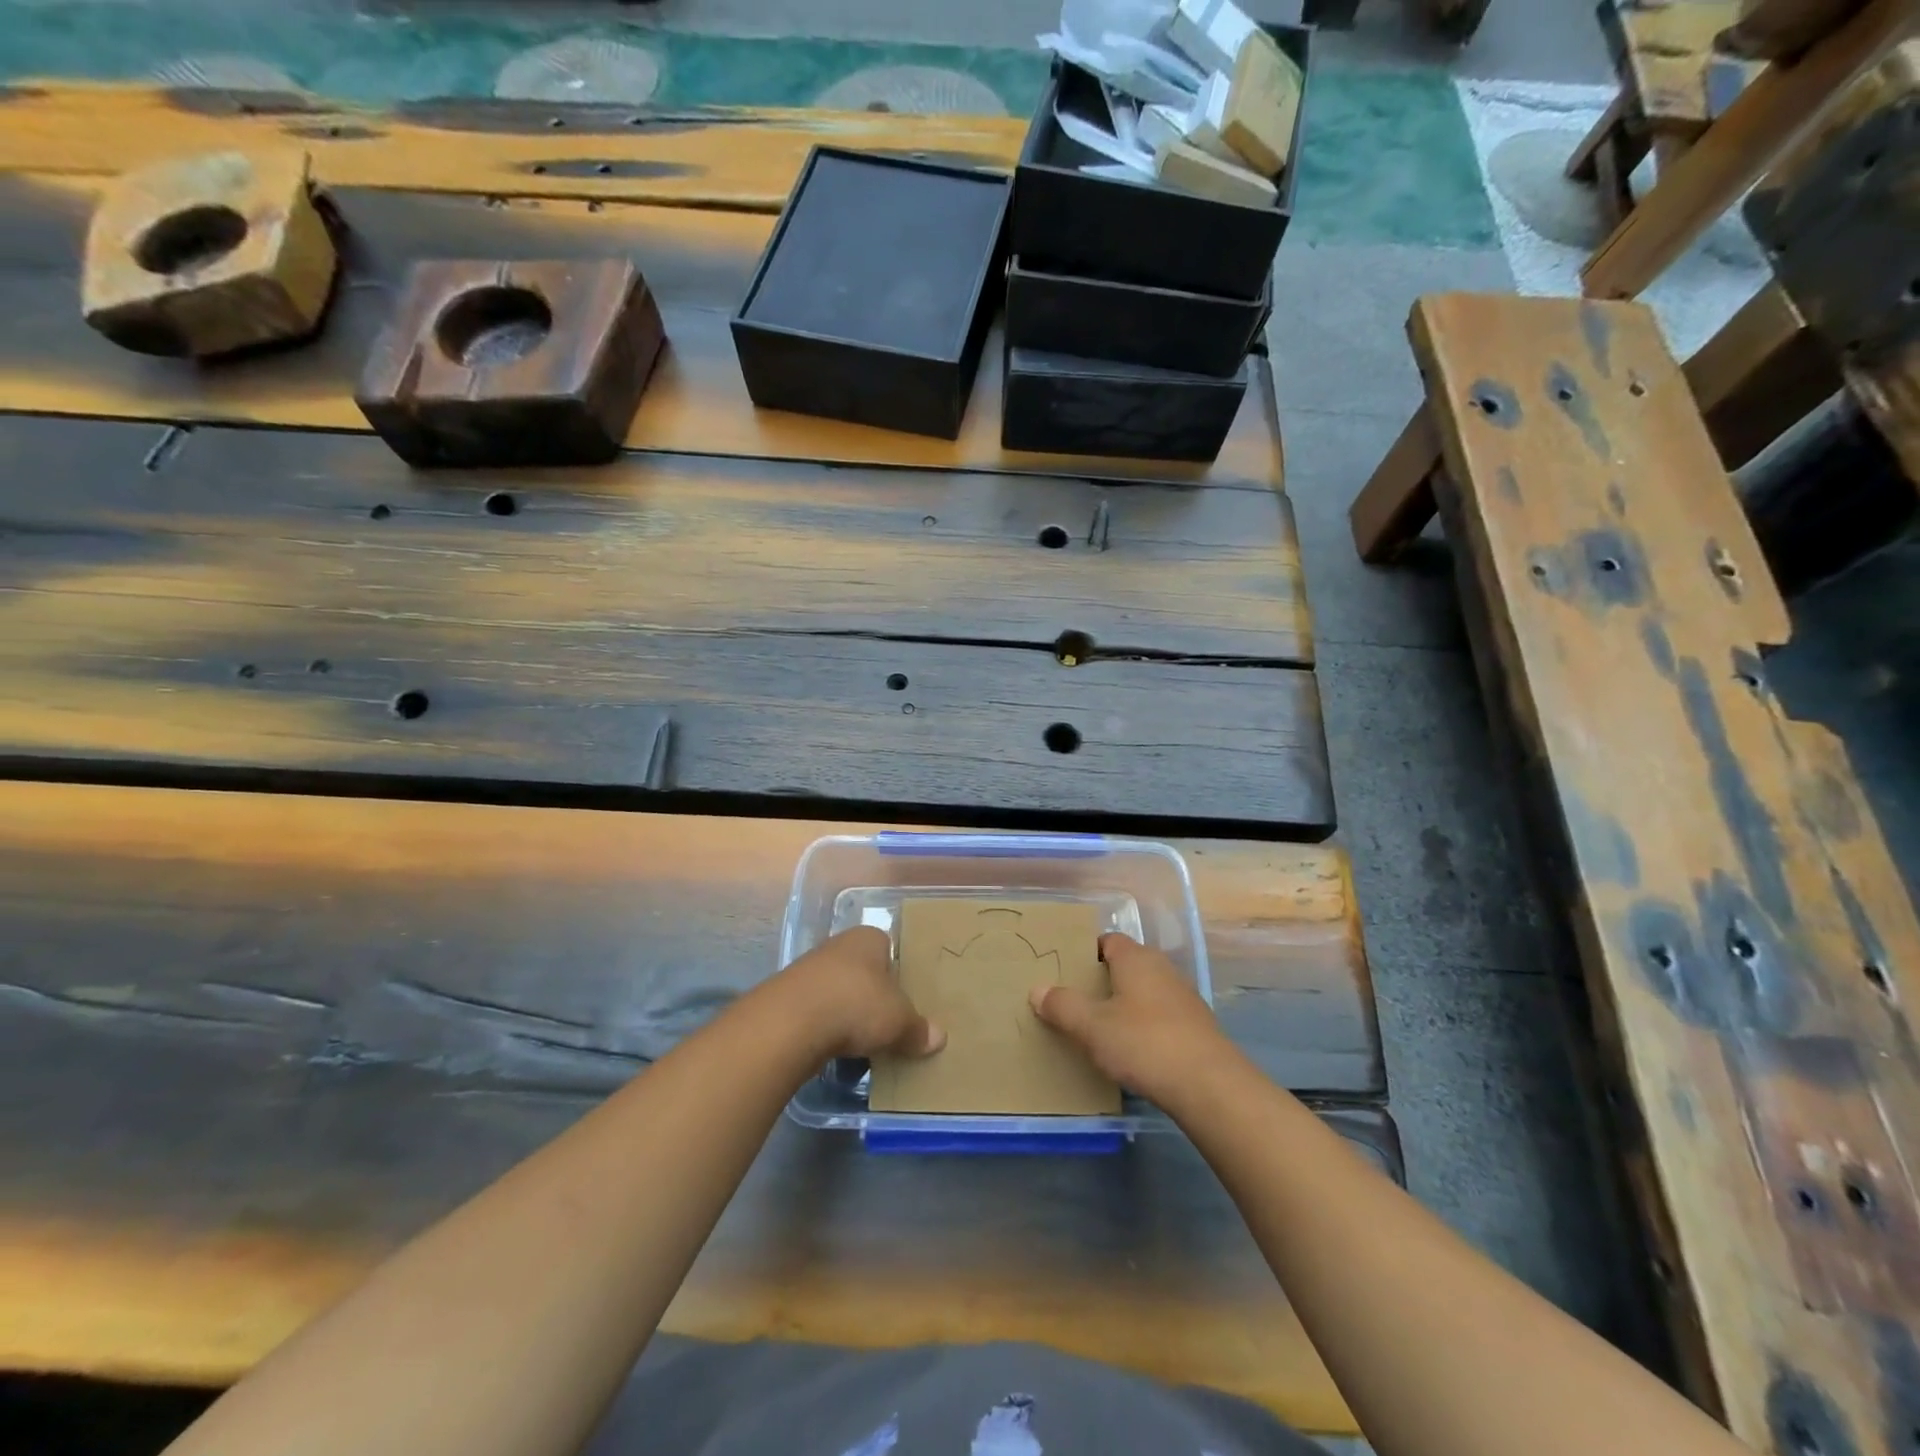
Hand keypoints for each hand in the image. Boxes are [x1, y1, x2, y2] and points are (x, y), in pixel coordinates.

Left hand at [774, 926, 945, 1060]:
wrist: (790, 1023)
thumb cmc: (856, 1004)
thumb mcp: (899, 1021)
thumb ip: (918, 1029)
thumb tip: (938, 1038)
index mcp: (868, 938)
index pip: (889, 947)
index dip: (898, 971)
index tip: (905, 997)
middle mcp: (838, 945)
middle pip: (863, 969)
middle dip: (873, 993)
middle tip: (888, 1021)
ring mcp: (809, 969)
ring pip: (838, 990)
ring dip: (847, 1011)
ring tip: (863, 1040)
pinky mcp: (788, 997)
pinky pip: (817, 1011)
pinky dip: (826, 1027)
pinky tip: (834, 1047)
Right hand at [1030, 933, 1230, 1105]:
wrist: (1210, 1086)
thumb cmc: (1144, 1043)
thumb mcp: (1092, 1027)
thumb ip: (1063, 1006)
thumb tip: (1037, 989)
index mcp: (1136, 958)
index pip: (1108, 941)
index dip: (1086, 953)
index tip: (1066, 972)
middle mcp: (1162, 968)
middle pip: (1126, 965)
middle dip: (1103, 981)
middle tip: (1076, 1002)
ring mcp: (1183, 997)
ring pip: (1144, 991)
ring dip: (1124, 1005)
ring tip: (1099, 1029)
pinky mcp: (1196, 1026)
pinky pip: (1160, 1015)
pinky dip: (1144, 1025)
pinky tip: (1132, 1051)